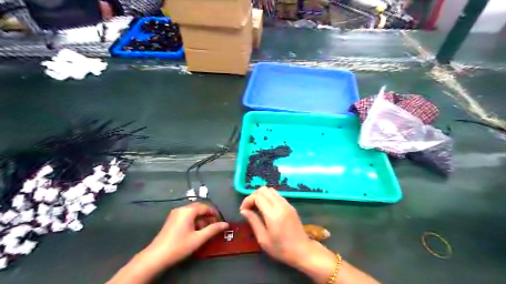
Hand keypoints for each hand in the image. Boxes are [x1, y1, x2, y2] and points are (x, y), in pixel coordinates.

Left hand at [143, 203, 228, 267]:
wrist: (156, 257)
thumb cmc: (179, 246)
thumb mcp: (199, 238)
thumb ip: (213, 229)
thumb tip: (225, 224)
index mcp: (188, 211)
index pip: (205, 207)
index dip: (214, 213)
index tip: (220, 221)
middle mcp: (181, 209)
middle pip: (198, 208)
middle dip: (207, 215)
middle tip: (214, 225)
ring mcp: (175, 214)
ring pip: (192, 212)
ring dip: (201, 219)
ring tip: (206, 230)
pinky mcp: (172, 220)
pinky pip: (186, 216)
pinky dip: (193, 221)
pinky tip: (195, 231)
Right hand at [240, 187, 321, 266]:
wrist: (302, 250)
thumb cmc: (281, 248)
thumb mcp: (263, 239)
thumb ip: (253, 222)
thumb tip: (244, 211)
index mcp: (273, 214)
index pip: (257, 196)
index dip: (248, 200)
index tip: (243, 210)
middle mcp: (280, 205)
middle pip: (264, 189)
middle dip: (253, 196)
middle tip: (249, 208)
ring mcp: (287, 204)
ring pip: (271, 190)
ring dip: (261, 195)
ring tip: (257, 207)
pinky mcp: (290, 205)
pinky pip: (277, 195)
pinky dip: (269, 197)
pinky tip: (266, 209)